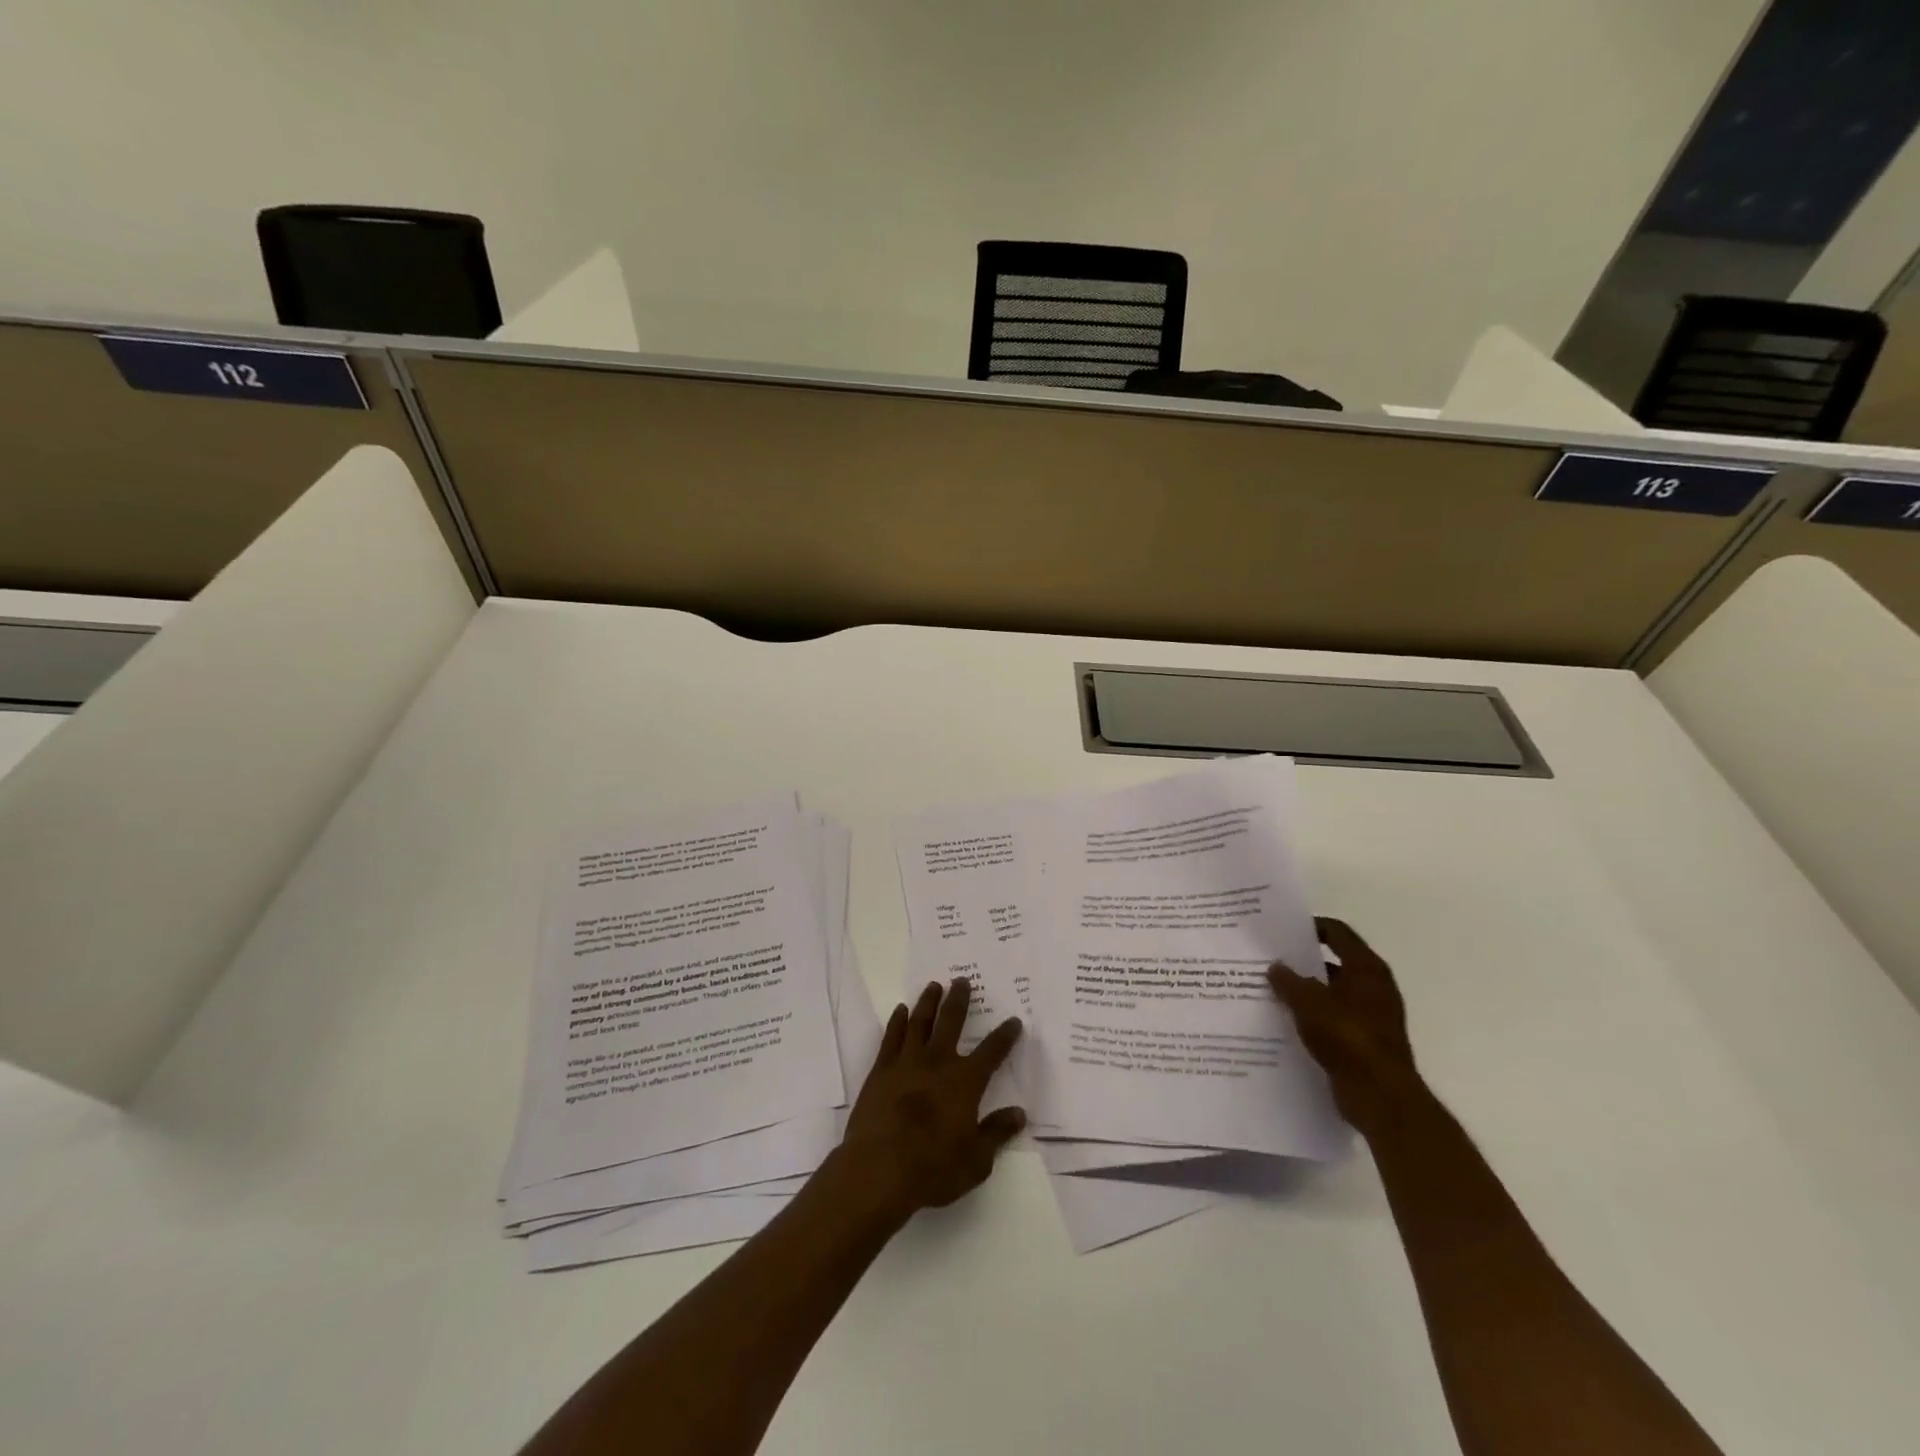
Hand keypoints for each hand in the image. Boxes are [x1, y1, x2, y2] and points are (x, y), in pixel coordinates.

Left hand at [836, 978, 1024, 1222]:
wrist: (879, 1168)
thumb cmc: (933, 1168)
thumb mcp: (976, 1160)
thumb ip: (996, 1133)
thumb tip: (1018, 1113)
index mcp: (965, 1082)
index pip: (992, 1052)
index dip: (1005, 1036)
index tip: (1013, 1020)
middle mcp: (938, 1062)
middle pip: (951, 1022)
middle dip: (960, 1000)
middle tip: (962, 980)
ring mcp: (907, 1062)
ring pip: (920, 1022)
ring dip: (928, 1002)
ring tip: (934, 985)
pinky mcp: (881, 1070)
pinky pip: (891, 1037)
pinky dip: (898, 1021)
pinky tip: (901, 1010)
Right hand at [1268, 917, 1421, 1134]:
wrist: (1380, 1096)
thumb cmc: (1348, 1037)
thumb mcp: (1309, 1002)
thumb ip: (1288, 981)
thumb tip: (1275, 967)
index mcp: (1367, 968)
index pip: (1338, 933)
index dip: (1311, 927)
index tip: (1282, 930)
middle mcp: (1373, 988)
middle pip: (1333, 963)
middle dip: (1302, 963)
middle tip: (1270, 960)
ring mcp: (1372, 1017)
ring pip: (1331, 994)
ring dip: (1305, 993)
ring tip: (1270, 991)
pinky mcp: (1364, 1043)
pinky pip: (1332, 1020)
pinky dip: (1312, 1018)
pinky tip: (1285, 1022)